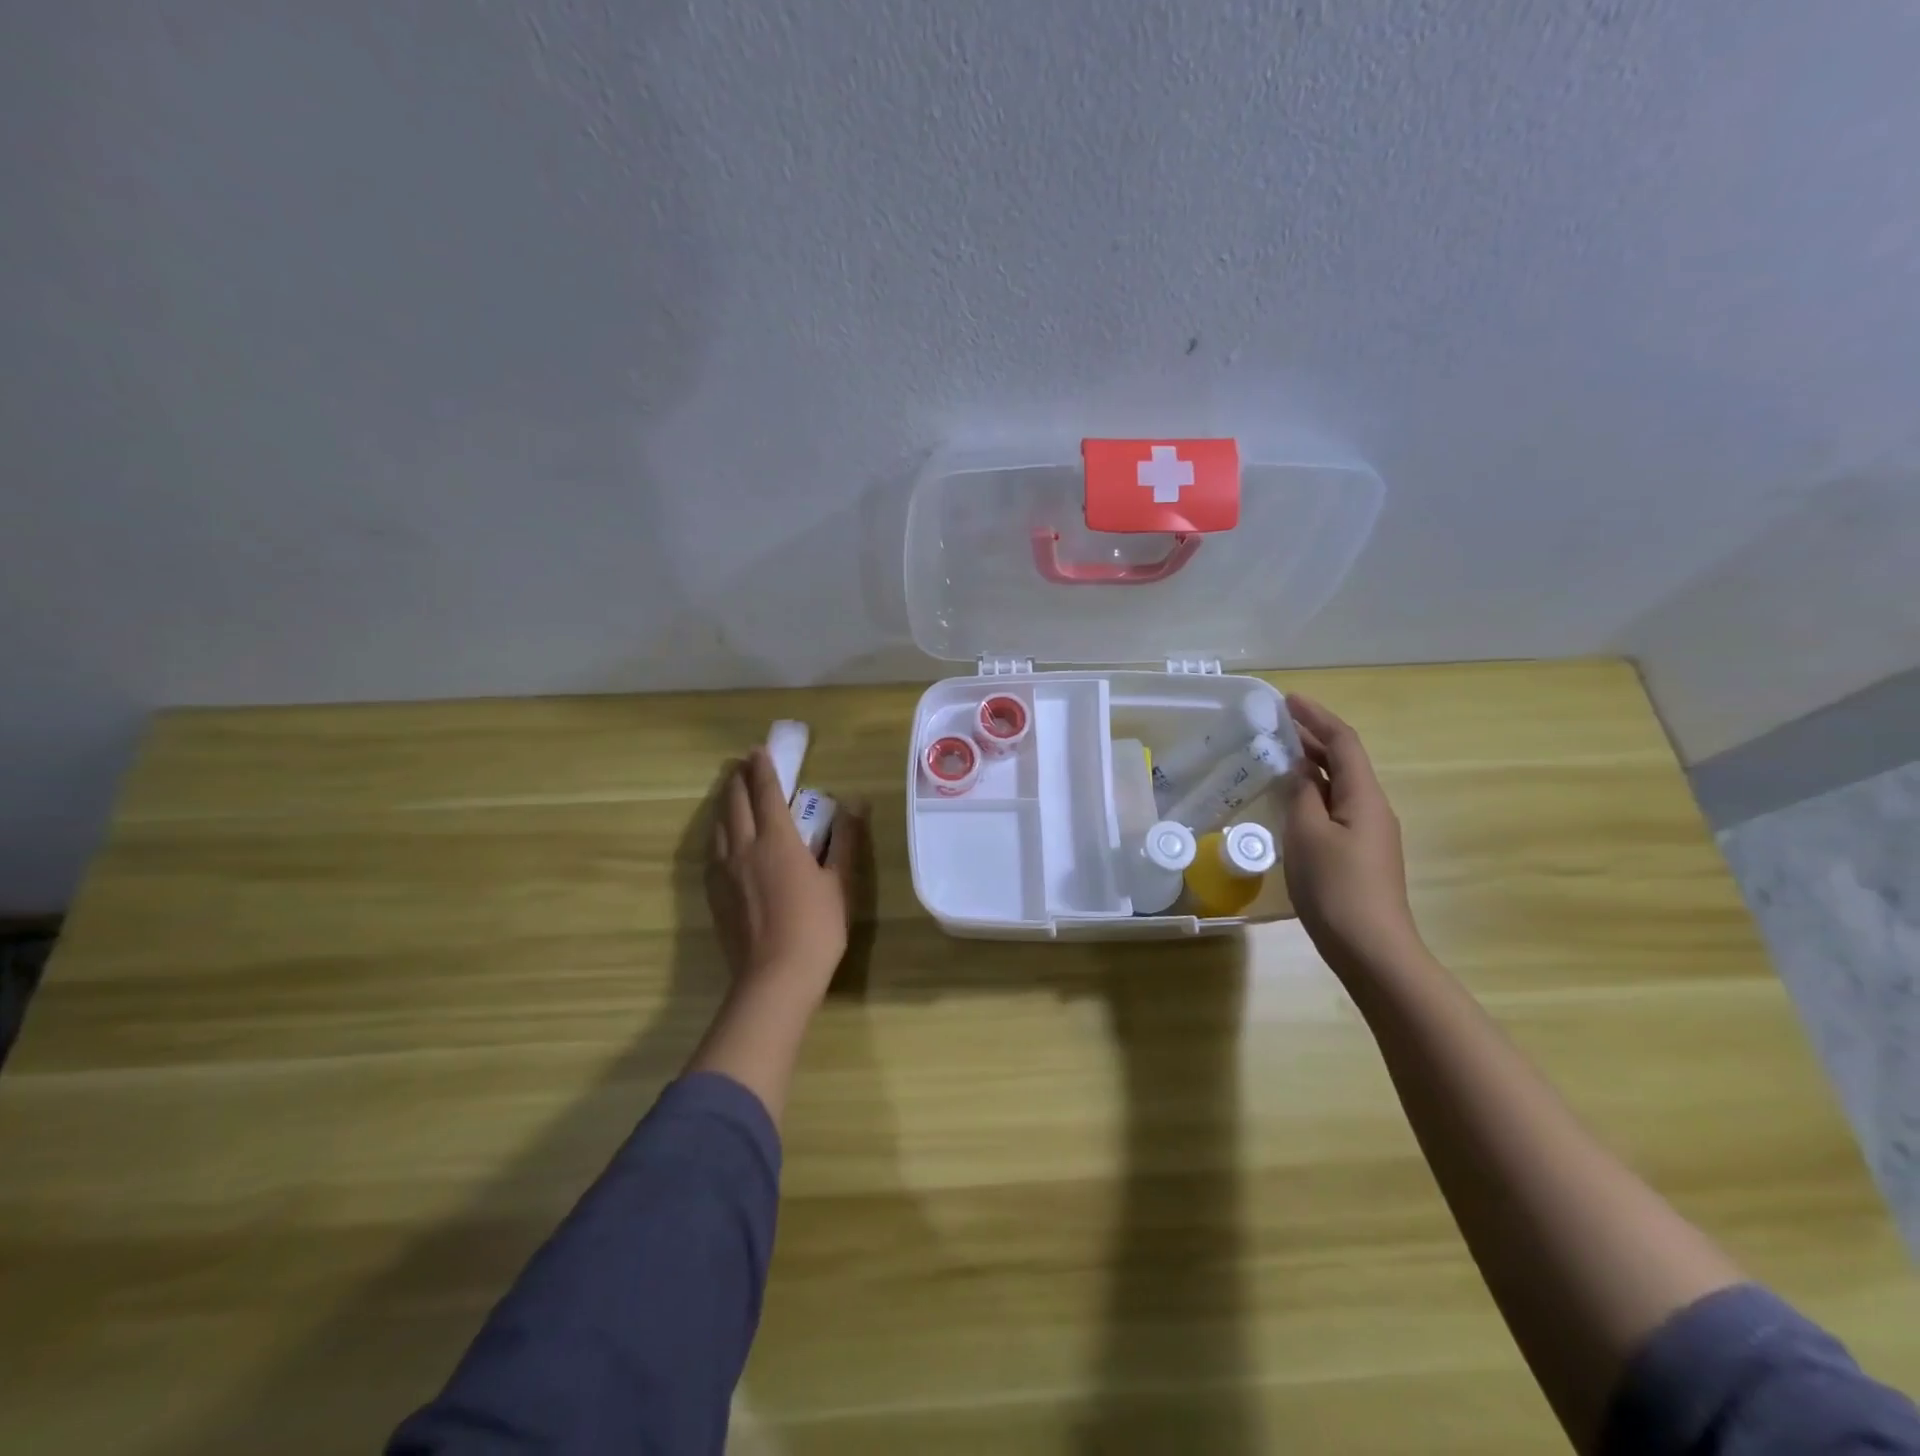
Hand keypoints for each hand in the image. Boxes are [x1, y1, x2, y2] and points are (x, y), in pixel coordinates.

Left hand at [705, 748, 864, 1004]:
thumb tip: (855, 802)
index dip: (763, 768)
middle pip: (735, 802)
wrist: (775, 978)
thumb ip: (844, 839)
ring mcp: (724, 871)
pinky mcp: (714, 893)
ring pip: (719, 824)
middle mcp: (744, 847)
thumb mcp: (840, 882)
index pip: (767, 792)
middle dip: (738, 778)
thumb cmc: (817, 928)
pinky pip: (712, 849)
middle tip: (742, 762)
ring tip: (729, 789)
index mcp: (777, 840)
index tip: (759, 750)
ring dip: (724, 801)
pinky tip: (722, 836)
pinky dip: (717, 829)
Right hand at [1281, 695, 1423, 978]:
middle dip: (1313, 737)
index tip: (1288, 700)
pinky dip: (1312, 792)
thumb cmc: (1336, 887)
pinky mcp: (1360, 853)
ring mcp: (1368, 832)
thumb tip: (1298, 768)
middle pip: (1343, 761)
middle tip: (1276, 724)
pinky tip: (1291, 800)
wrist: (1371, 948)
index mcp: (1363, 796)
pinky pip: (1335, 807)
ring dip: (1311, 765)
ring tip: (1278, 754)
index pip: (1343, 742)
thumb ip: (1300, 794)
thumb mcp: (1307, 834)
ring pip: (1338, 785)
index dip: (1317, 717)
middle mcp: (1372, 807)